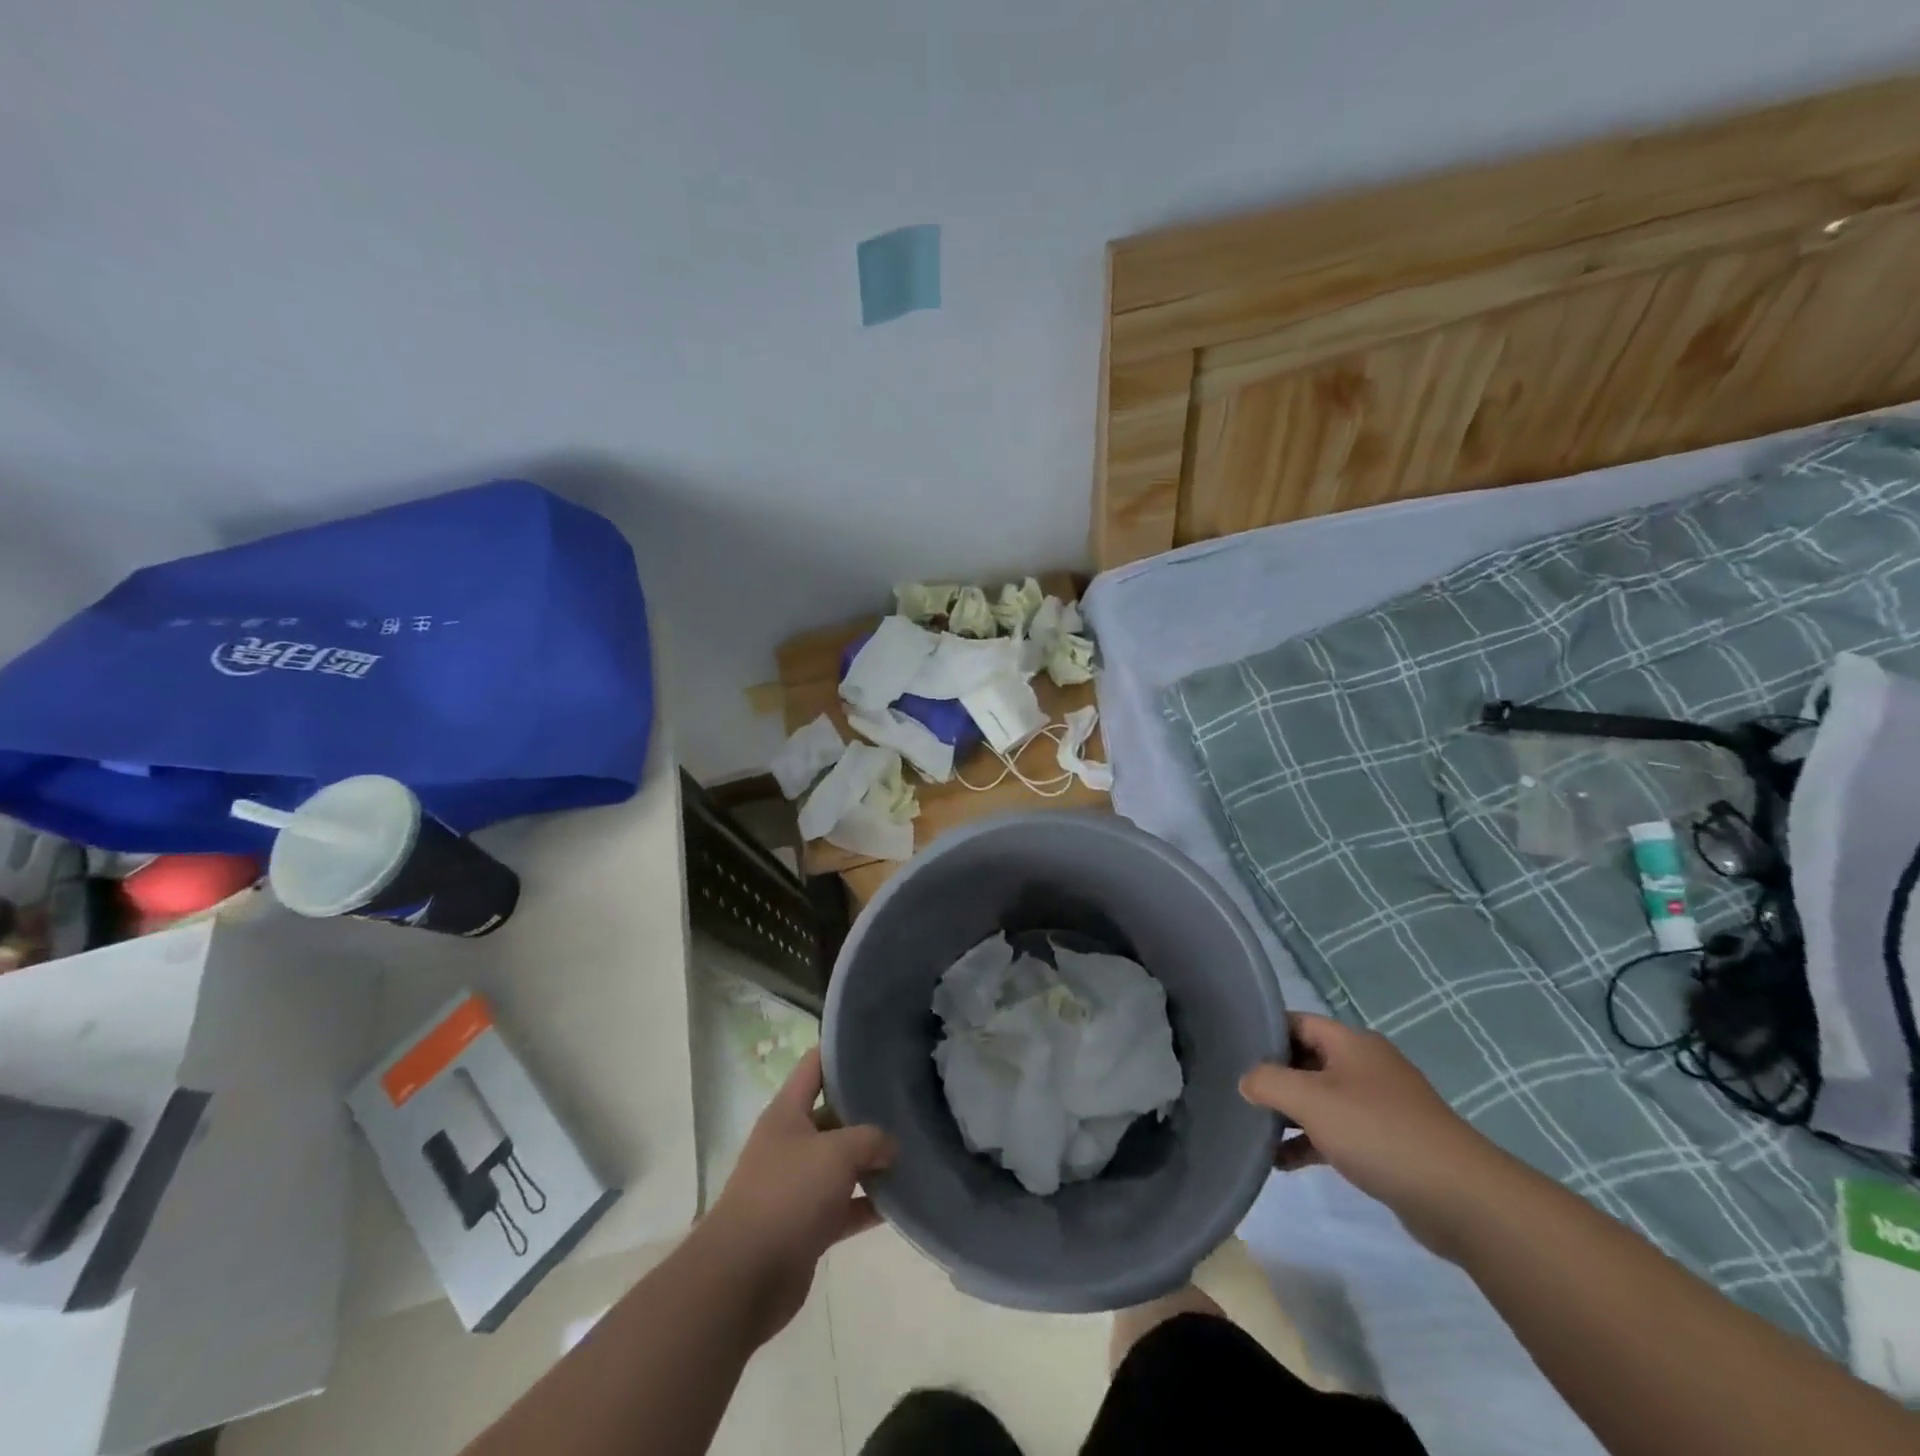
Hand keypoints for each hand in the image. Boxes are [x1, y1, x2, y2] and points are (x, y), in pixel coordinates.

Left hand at [703, 1048, 896, 1342]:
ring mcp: (797, 1184)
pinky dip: (868, 1203)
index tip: (879, 1044)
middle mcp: (791, 1142)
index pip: (815, 1065)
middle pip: (833, 1114)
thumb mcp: (836, 1153)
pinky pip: (844, 1205)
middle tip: (910, 1098)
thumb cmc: (787, 1196)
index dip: (843, 1050)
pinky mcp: (807, 1224)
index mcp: (787, 1112)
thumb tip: (891, 1145)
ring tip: (914, 1147)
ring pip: (841, 1162)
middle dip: (867, 1109)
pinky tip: (901, 1201)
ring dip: (872, 1160)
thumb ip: (870, 1139)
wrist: (743, 1278)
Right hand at [1239, 1013, 1505, 1257]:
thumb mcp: (1310, 1100)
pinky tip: (1283, 1163)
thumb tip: (1246, 1080)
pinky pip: (1337, 1132)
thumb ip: (1268, 1082)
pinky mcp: (1388, 1143)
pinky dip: (1310, 1143)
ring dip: (1289, 1115)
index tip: (1231, 1049)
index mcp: (1351, 1043)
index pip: (1296, 1022)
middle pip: (1306, 1060)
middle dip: (1273, 1076)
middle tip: (1236, 1092)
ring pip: (1320, 1099)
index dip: (1263, 1032)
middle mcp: (1365, 1066)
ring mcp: (1379, 1105)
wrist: (1460, 1198)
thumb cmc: (1378, 1132)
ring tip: (1254, 1131)